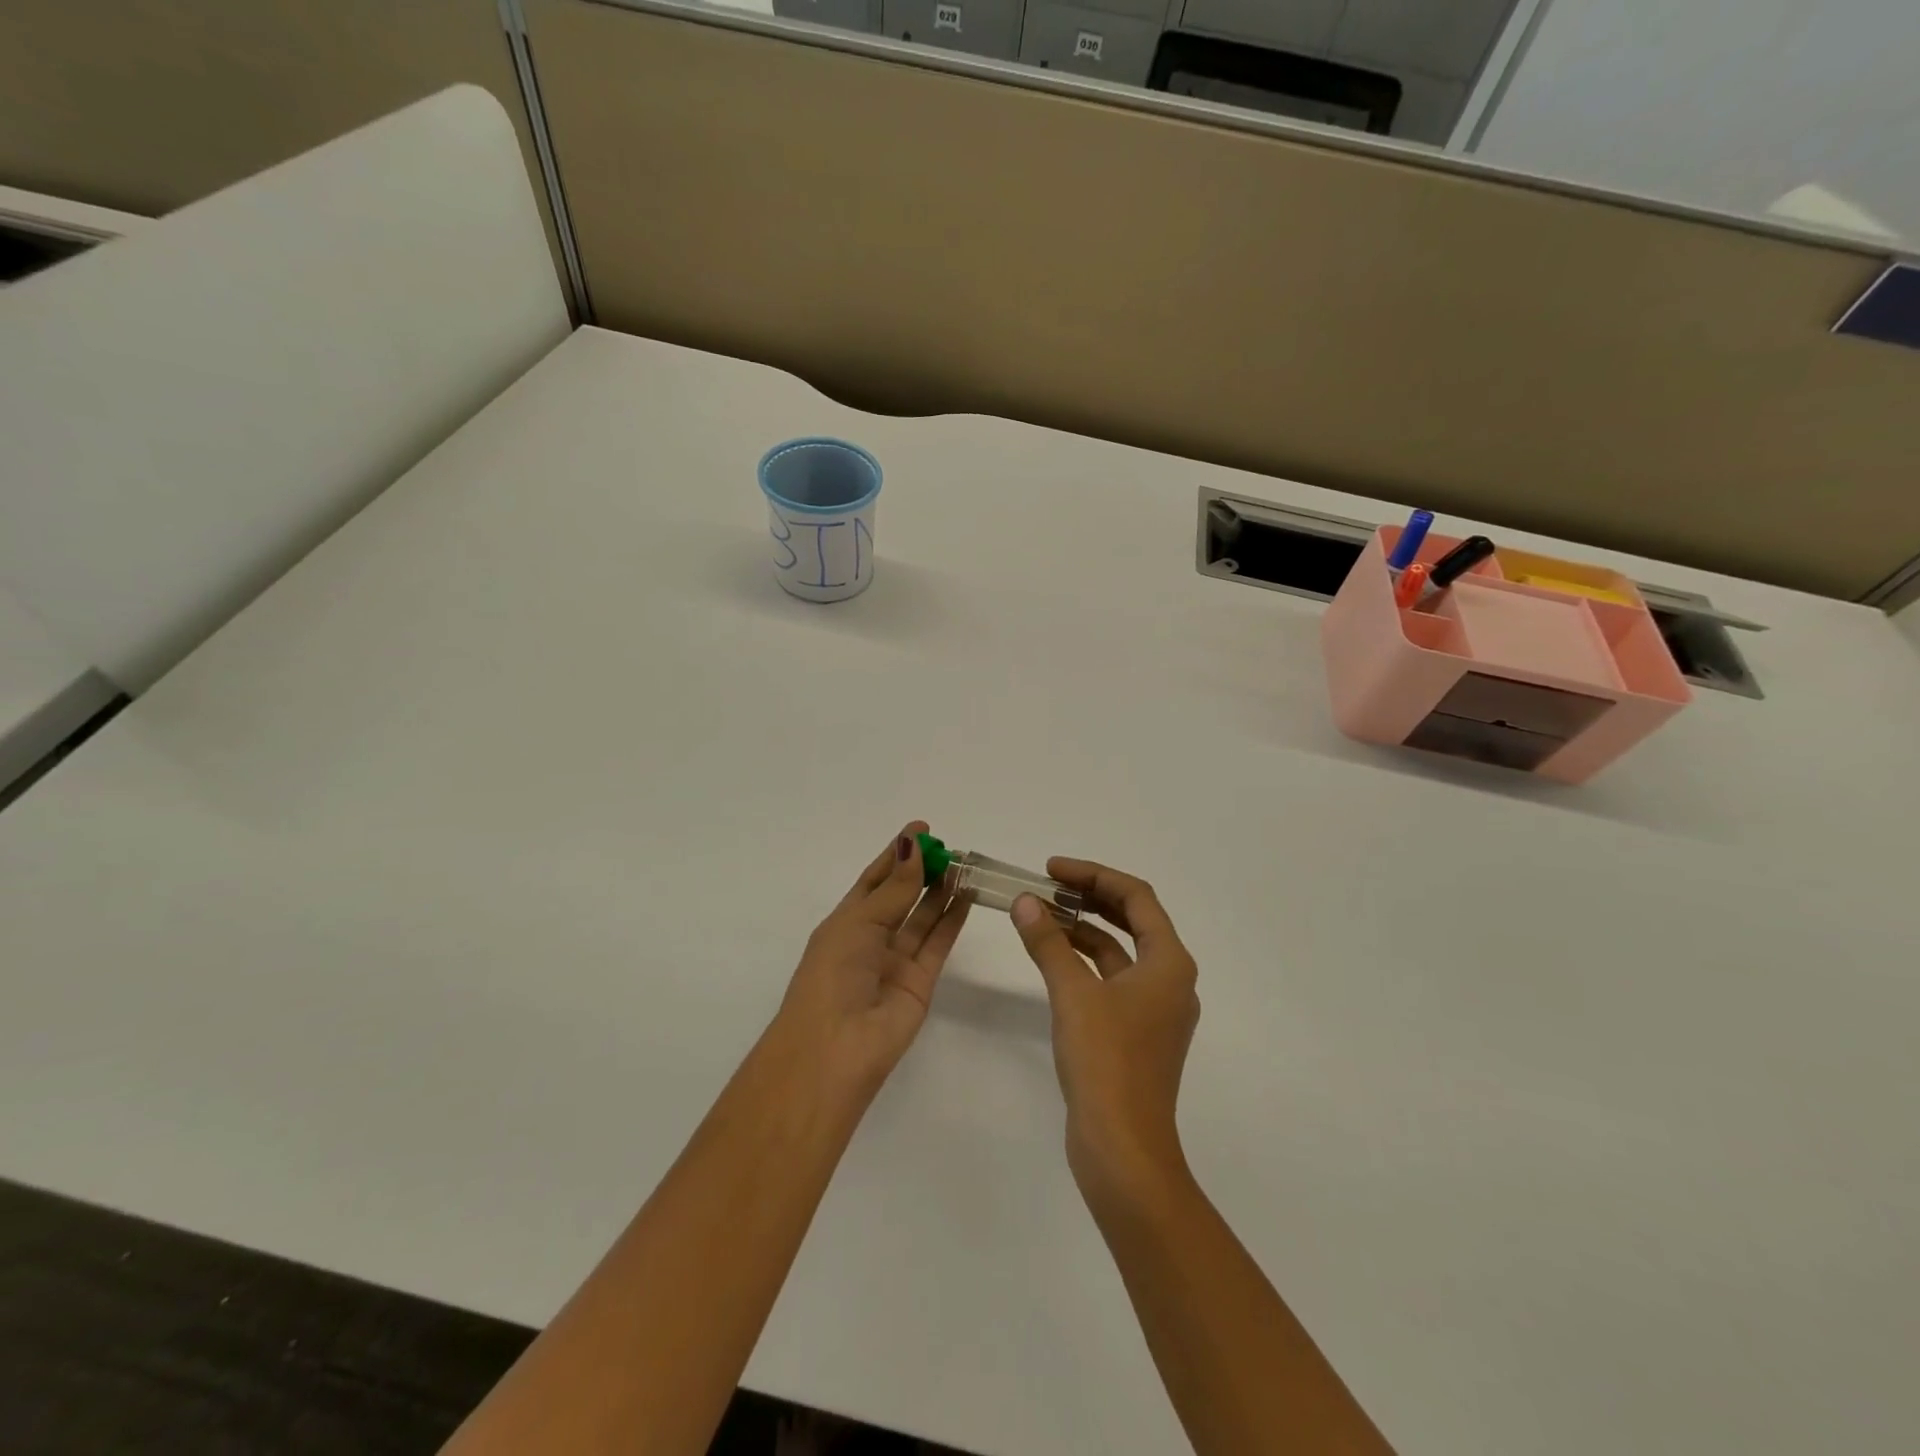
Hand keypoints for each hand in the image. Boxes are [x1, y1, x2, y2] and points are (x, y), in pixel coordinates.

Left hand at [775, 822, 970, 1098]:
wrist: (834, 1049)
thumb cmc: (832, 975)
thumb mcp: (859, 923)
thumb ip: (894, 889)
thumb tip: (914, 845)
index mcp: (845, 923)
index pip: (874, 879)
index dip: (896, 854)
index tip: (922, 829)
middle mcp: (870, 939)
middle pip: (902, 896)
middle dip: (923, 870)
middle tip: (950, 846)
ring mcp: (896, 961)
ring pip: (923, 917)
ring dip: (942, 890)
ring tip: (965, 864)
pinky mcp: (921, 982)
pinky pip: (938, 942)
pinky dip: (953, 918)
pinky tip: (968, 894)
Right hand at [1010, 860, 1199, 1198]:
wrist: (1123, 1149)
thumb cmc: (1106, 1062)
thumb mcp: (1072, 994)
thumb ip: (1048, 942)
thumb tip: (1025, 902)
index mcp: (1169, 962)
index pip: (1136, 897)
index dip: (1093, 875)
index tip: (1052, 869)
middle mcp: (1170, 979)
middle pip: (1132, 920)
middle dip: (1089, 897)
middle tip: (1047, 884)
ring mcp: (1155, 1009)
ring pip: (1120, 951)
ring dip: (1084, 929)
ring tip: (1043, 915)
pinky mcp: (1137, 1032)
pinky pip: (1112, 979)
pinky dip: (1085, 962)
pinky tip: (1054, 958)